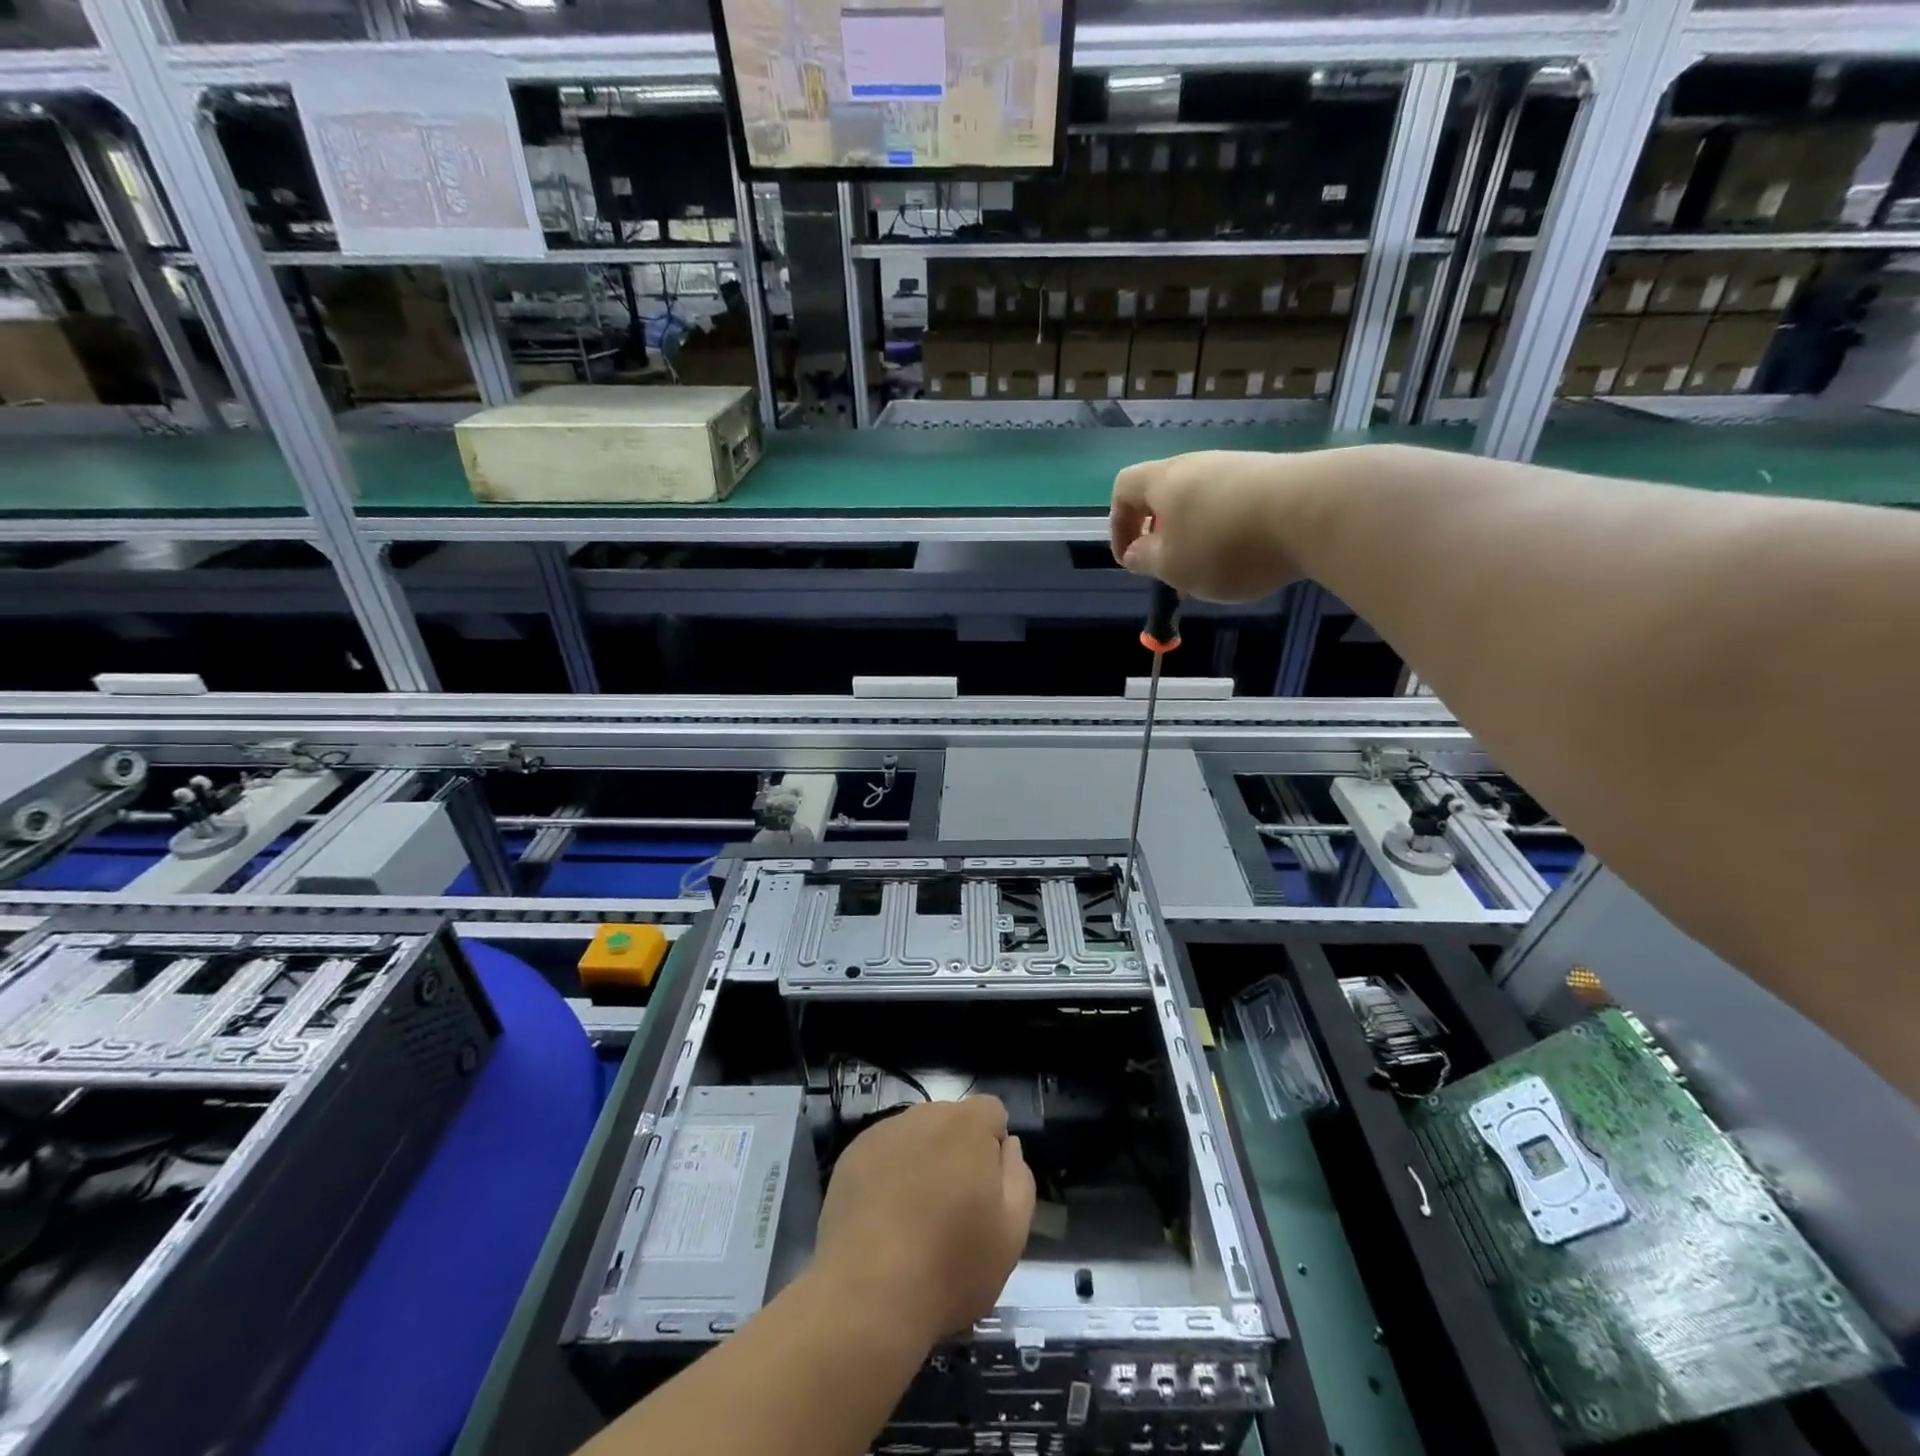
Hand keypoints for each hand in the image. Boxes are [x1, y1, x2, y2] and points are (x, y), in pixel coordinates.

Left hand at [812, 1097, 1034, 1347]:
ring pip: (916, 1135)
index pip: (991, 1111)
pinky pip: (883, 1152)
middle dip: (957, 1151)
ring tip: (914, 1216)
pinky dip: (889, 1173)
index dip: (994, 1146)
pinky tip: (884, 1218)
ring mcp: (883, 1132)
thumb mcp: (1011, 1234)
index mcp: (967, 1125)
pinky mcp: (852, 1155)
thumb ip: (1018, 1177)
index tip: (987, 1190)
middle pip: (951, 1120)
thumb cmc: (951, 1267)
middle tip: (952, 1207)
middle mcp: (924, 1114)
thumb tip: (1007, 1145)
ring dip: (923, 1160)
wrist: (867, 1297)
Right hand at [1110, 450, 1308, 602]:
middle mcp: (1198, 465)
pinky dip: (1233, 530)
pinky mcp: (1274, 477)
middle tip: (1172, 567)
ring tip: (1215, 568)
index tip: (1130, 559)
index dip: (1119, 525)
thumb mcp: (1174, 566)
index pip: (1123, 489)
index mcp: (1164, 481)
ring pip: (1204, 500)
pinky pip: (1238, 504)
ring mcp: (1239, 467)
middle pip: (1166, 492)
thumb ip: (1147, 560)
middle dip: (1162, 532)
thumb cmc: (1226, 544)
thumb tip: (1135, 552)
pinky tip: (1251, 555)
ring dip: (1199, 533)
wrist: (1315, 511)